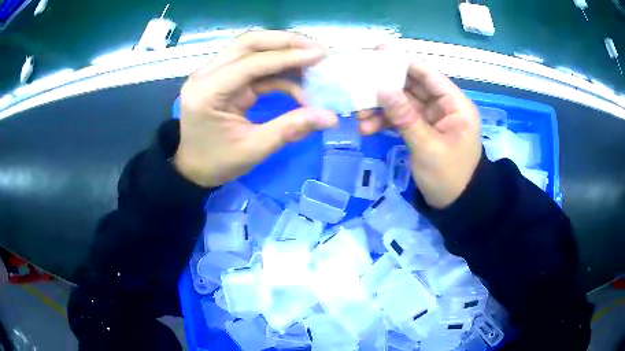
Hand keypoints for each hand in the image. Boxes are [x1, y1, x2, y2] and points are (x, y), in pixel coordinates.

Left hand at [174, 31, 337, 186]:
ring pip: (250, 48)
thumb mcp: (253, 149)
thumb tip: (330, 117)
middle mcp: (206, 75)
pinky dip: (277, 68)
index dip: (287, 57)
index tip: (320, 55)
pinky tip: (297, 78)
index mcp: (207, 92)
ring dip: (283, 51)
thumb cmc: (216, 163)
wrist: (192, 168)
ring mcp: (212, 73)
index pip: (250, 63)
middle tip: (317, 50)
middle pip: (248, 43)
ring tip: (312, 61)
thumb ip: (290, 128)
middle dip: (286, 42)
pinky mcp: (222, 78)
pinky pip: (252, 65)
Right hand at [359, 60, 481, 208]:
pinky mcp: (420, 131)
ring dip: (381, 108)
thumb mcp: (427, 146)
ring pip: (402, 104)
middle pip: (411, 87)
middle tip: (358, 82)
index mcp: (454, 104)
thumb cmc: (450, 175)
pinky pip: (400, 120)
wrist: (456, 205)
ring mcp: (430, 118)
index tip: (377, 52)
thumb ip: (405, 116)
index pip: (428, 74)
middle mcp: (442, 106)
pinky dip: (384, 122)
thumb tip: (381, 88)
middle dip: (385, 87)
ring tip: (358, 114)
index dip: (403, 62)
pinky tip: (366, 129)